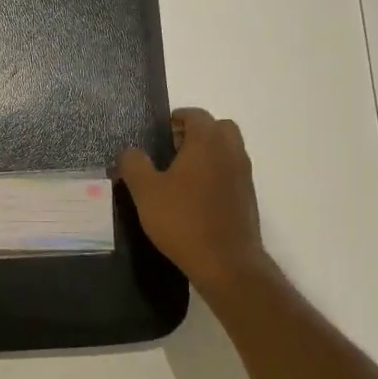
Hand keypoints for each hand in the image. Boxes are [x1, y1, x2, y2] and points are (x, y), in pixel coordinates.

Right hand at [115, 107, 270, 293]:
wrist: (227, 263)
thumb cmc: (183, 220)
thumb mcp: (146, 192)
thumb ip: (134, 164)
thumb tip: (130, 151)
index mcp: (207, 142)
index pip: (196, 115)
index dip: (177, 118)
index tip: (160, 131)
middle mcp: (231, 152)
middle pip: (218, 128)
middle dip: (196, 133)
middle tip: (172, 150)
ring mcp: (244, 175)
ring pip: (228, 151)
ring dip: (208, 154)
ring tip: (181, 175)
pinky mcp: (248, 198)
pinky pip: (232, 173)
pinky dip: (216, 174)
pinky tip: (195, 198)